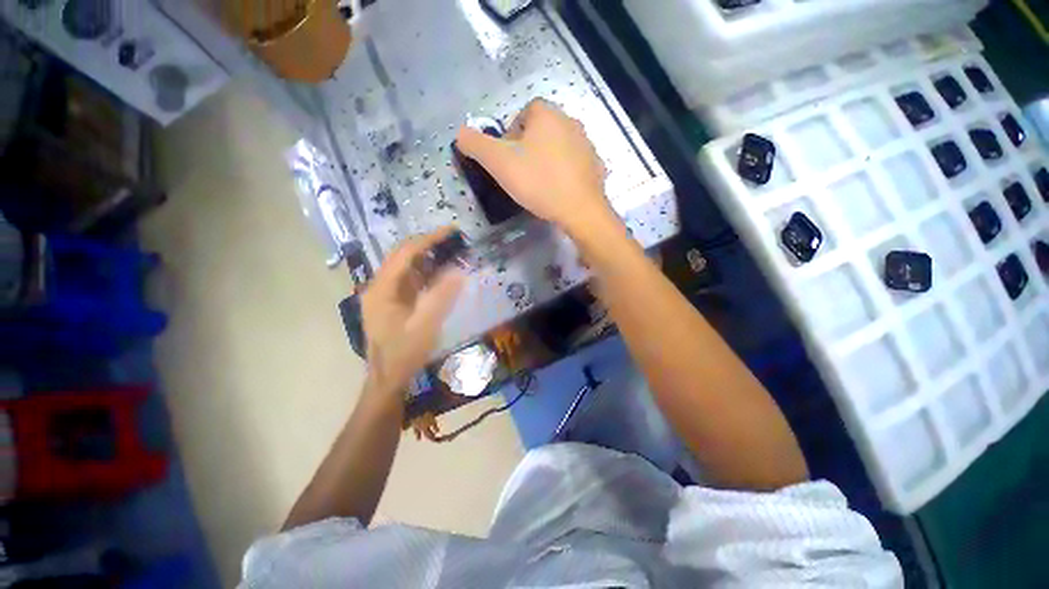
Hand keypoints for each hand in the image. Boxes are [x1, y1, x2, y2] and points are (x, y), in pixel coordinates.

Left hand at [361, 228, 464, 396]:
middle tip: (454, 240)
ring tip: (452, 252)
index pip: (405, 254)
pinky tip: (442, 273)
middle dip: (428, 245)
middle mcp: (379, 287)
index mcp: (382, 289)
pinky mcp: (393, 302)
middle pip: (403, 256)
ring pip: (407, 267)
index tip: (451, 231)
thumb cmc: (404, 354)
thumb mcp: (425, 326)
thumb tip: (458, 270)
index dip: (428, 239)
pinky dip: (427, 273)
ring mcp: (385, 294)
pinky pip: (410, 280)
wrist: (388, 379)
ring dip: (429, 258)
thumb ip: (441, 296)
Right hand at [455, 99, 615, 236]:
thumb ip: (475, 144)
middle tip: (521, 174)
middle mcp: (570, 121)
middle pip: (541, 131)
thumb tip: (460, 134)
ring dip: (546, 161)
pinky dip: (564, 174)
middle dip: (528, 149)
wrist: (579, 210)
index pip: (523, 114)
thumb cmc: (538, 181)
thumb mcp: (498, 162)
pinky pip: (574, 165)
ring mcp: (587, 144)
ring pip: (558, 148)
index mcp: (547, 114)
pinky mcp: (596, 166)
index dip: (510, 136)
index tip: (507, 160)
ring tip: (539, 185)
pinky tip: (558, 191)